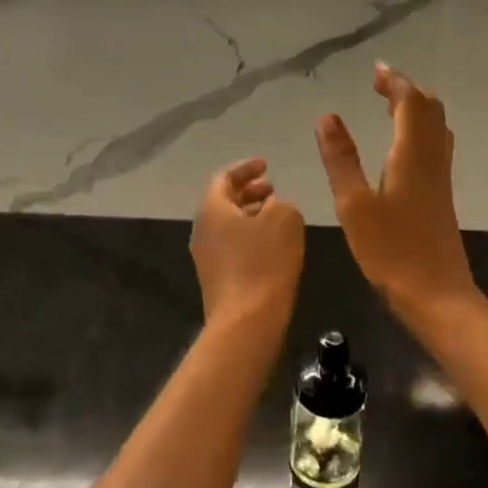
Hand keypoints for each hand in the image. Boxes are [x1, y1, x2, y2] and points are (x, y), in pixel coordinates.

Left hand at [190, 158, 305, 323]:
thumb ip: (281, 203)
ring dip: (250, 215)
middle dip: (248, 192)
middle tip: (272, 189)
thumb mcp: (285, 218)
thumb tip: (272, 207)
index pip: (224, 177)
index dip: (246, 168)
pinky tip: (272, 246)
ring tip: (276, 215)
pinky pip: (231, 246)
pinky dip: (249, 236)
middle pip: (223, 201)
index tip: (266, 165)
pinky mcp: (216, 279)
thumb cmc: (264, 262)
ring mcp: (206, 256)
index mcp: (212, 208)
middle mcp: (202, 229)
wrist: (246, 322)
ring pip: (228, 225)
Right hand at [316, 63, 479, 322]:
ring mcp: (440, 178)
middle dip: (407, 91)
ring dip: (416, 109)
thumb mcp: (354, 204)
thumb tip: (327, 116)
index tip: (376, 70)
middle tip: (380, 85)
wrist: (436, 295)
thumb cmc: (391, 251)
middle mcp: (432, 159)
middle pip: (429, 110)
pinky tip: (402, 147)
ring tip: (390, 106)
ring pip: (436, 128)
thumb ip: (340, 159)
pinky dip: (419, 130)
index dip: (394, 82)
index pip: (410, 103)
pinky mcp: (441, 196)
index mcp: (412, 154)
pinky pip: (435, 146)